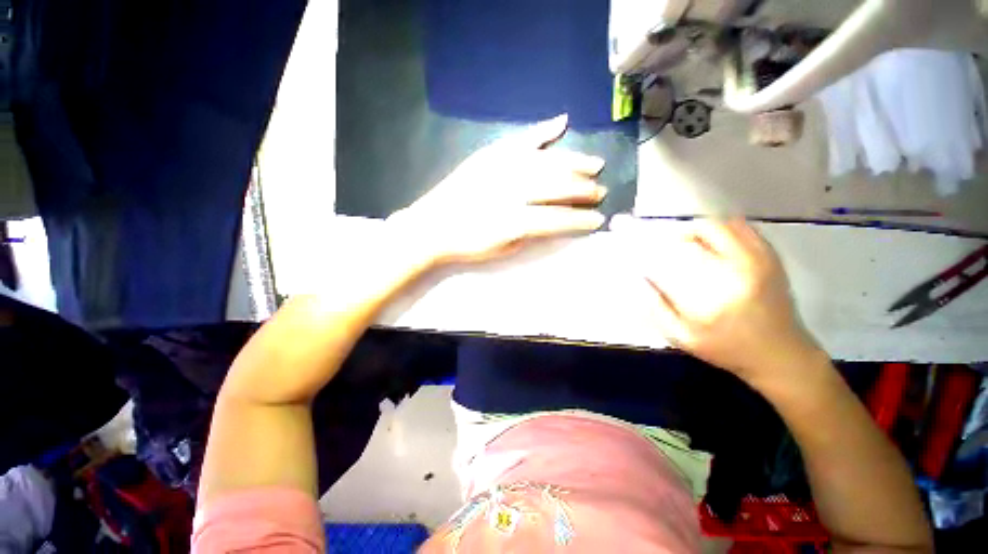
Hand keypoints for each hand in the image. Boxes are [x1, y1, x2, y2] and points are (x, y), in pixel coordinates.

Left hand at [386, 115, 607, 265]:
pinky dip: (543, 131)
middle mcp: (511, 189)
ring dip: (574, 162)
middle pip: (557, 186)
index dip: (580, 220)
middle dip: (583, 189)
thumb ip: (531, 234)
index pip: (558, 219)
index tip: (598, 220)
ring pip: (546, 161)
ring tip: (594, 165)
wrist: (432, 226)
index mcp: (514, 220)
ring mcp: (500, 167)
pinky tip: (562, 123)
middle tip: (600, 192)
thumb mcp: (503, 249)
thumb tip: (554, 221)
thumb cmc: (467, 244)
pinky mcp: (489, 155)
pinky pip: (521, 139)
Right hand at [610, 216, 823, 385]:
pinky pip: (740, 226)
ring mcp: (756, 260)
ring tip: (683, 244)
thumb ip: (654, 307)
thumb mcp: (681, 337)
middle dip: (669, 238)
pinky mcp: (770, 255)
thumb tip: (635, 278)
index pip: (668, 261)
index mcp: (708, 297)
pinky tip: (709, 241)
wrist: (781, 354)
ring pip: (716, 226)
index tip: (633, 249)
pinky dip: (718, 227)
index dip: (646, 250)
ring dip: (692, 230)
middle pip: (692, 235)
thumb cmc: (726, 348)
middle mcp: (734, 271)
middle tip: (660, 249)